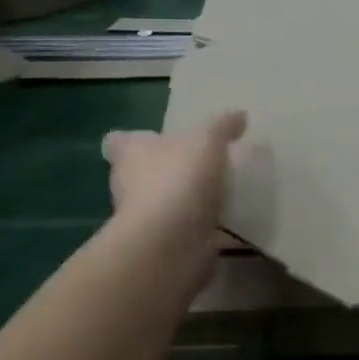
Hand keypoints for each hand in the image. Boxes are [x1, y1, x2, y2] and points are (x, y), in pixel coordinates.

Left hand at [101, 112, 245, 239]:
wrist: (171, 240)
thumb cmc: (179, 178)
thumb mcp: (208, 140)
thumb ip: (223, 126)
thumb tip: (239, 115)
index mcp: (132, 153)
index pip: (119, 142)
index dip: (133, 140)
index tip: (155, 140)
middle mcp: (129, 184)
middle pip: (140, 173)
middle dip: (165, 170)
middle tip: (197, 165)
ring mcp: (143, 218)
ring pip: (162, 203)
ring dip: (183, 200)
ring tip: (218, 194)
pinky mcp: (161, 244)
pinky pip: (182, 231)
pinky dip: (200, 229)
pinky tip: (227, 224)